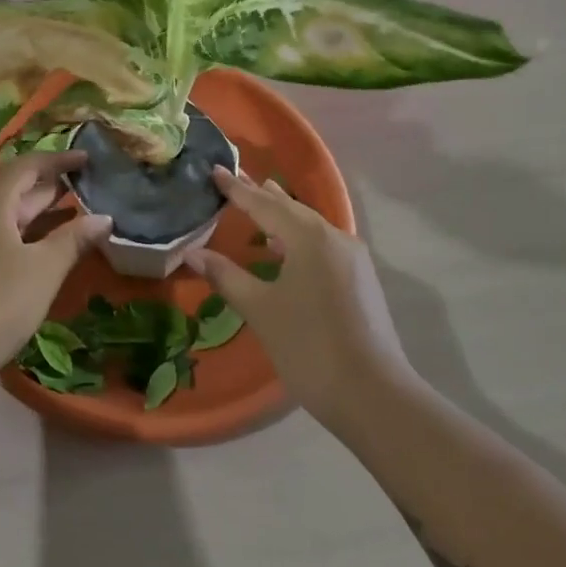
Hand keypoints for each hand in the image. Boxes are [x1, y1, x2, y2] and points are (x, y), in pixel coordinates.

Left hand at [0, 150, 112, 376]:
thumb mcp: (44, 269)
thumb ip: (74, 239)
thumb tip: (104, 218)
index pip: (27, 166)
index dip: (59, 160)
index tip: (88, 159)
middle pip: (14, 189)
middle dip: (51, 187)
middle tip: (88, 187)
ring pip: (5, 215)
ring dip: (38, 214)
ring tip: (75, 215)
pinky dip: (23, 235)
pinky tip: (43, 250)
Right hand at [184, 167, 413, 424]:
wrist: (373, 395)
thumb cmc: (309, 347)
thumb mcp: (260, 310)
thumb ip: (226, 276)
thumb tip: (192, 253)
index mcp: (309, 238)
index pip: (264, 204)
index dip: (236, 189)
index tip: (214, 170)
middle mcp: (334, 238)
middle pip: (291, 208)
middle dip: (261, 195)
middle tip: (235, 178)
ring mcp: (352, 258)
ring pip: (310, 225)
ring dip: (282, 214)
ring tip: (260, 199)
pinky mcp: (360, 279)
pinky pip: (322, 243)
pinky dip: (298, 236)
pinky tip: (286, 246)